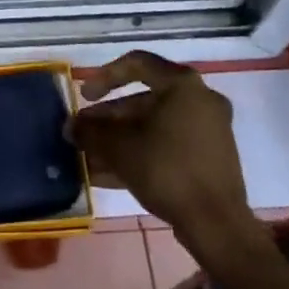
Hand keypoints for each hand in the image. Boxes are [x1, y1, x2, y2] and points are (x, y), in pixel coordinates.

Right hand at [69, 52, 259, 253]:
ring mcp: (208, 130)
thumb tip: (71, 128)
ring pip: (154, 126)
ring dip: (120, 139)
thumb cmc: (167, 170)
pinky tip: (109, 174)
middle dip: (108, 119)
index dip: (104, 76)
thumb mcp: (119, 148)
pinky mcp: (210, 158)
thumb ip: (91, 132)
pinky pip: (168, 145)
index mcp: (182, 85)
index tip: (84, 96)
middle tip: (83, 133)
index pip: (136, 63)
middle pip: (143, 100)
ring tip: (90, 157)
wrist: (217, 225)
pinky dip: (141, 153)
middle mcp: (199, 100)